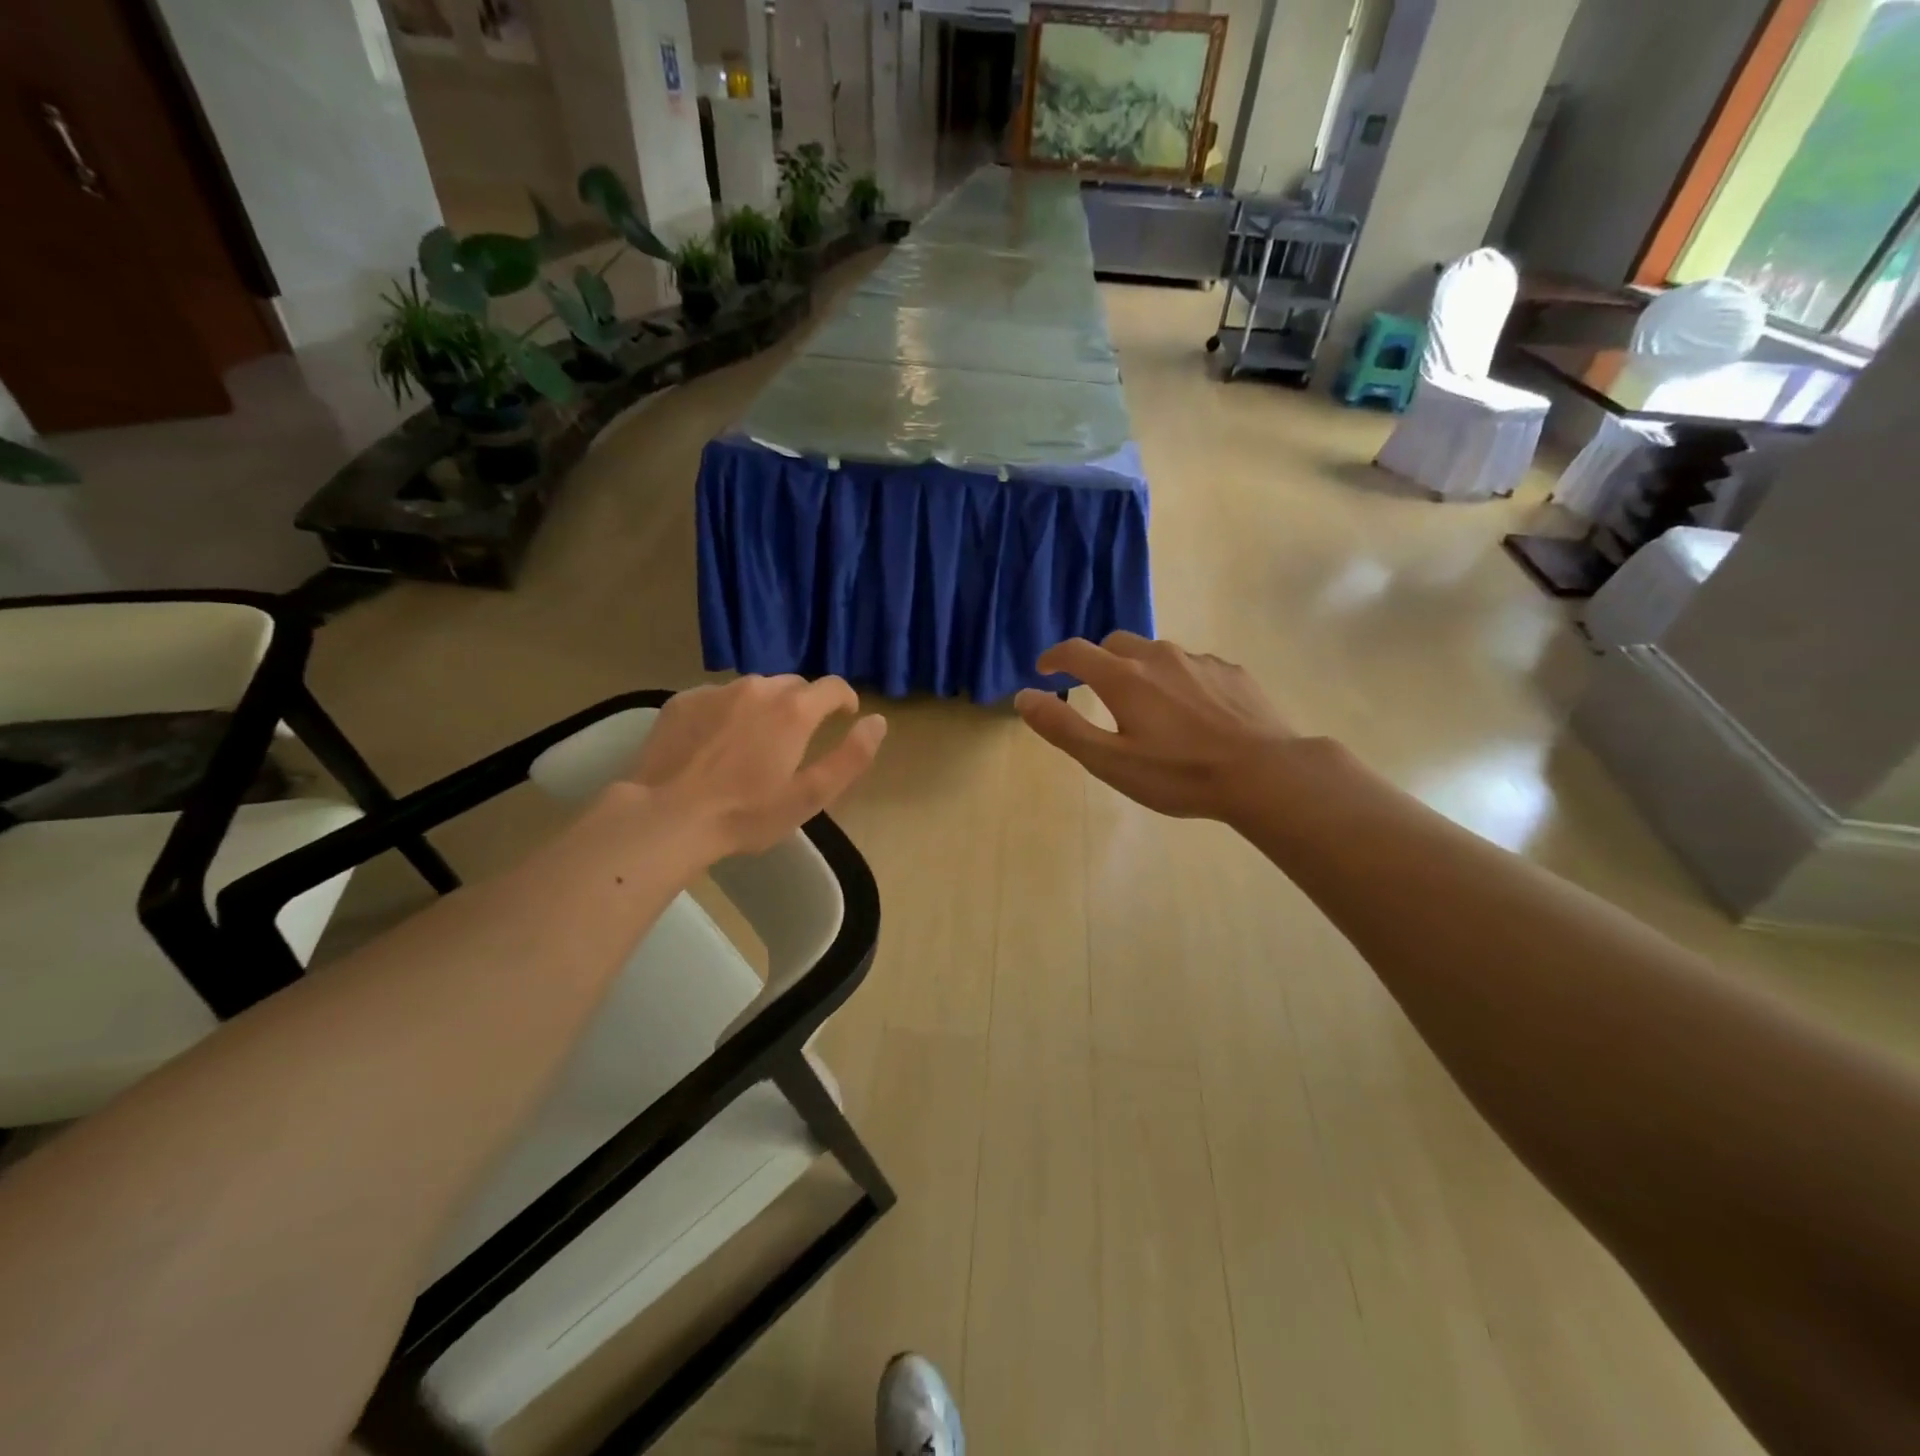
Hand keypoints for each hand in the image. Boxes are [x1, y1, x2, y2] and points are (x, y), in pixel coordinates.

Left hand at [625, 675, 885, 857]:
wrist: (666, 817)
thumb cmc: (746, 814)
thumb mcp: (810, 796)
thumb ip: (851, 756)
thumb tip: (877, 721)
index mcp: (793, 710)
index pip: (833, 686)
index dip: (845, 699)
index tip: (845, 717)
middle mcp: (758, 688)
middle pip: (793, 685)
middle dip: (803, 705)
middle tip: (796, 739)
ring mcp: (716, 691)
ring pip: (754, 689)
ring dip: (764, 707)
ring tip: (754, 741)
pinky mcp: (682, 701)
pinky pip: (718, 697)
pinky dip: (727, 712)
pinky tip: (716, 743)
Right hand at [1015, 633, 1295, 822]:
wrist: (1265, 774)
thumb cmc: (1180, 774)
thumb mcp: (1110, 761)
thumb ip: (1063, 727)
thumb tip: (1025, 696)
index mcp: (1124, 677)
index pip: (1076, 652)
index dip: (1054, 658)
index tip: (1044, 669)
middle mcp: (1159, 656)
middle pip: (1116, 643)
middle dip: (1098, 660)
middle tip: (1095, 688)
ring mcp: (1199, 661)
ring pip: (1157, 653)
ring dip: (1139, 668)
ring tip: (1146, 704)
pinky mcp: (1231, 672)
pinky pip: (1192, 666)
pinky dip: (1177, 678)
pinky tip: (1191, 711)